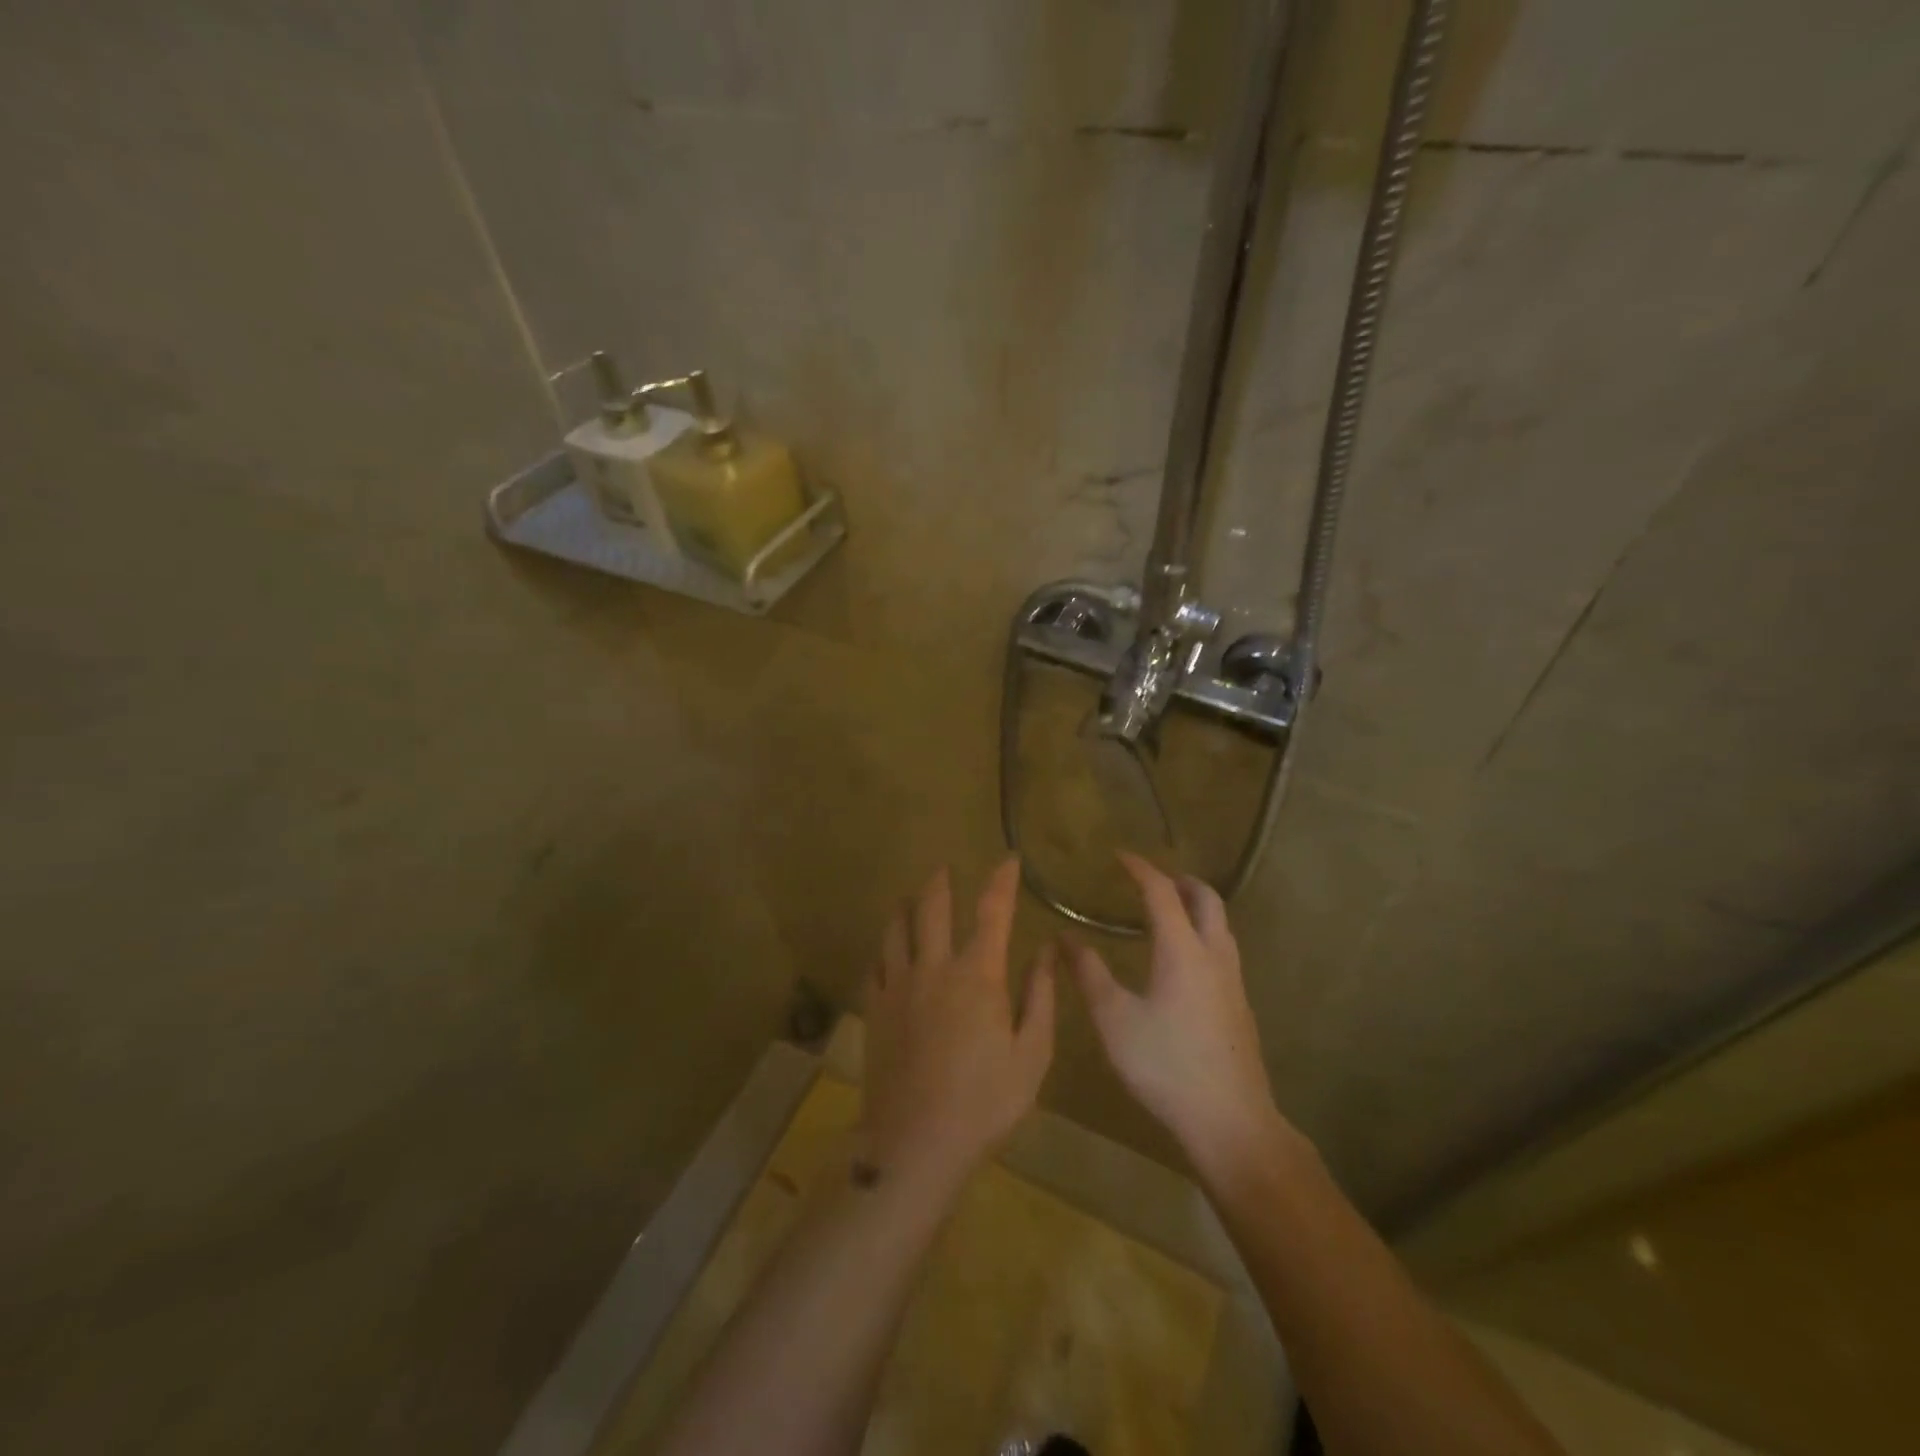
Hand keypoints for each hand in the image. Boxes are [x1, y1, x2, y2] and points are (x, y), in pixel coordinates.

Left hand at [862, 859, 1056, 1185]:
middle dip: (940, 882)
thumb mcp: (1032, 1054)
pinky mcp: (874, 1008)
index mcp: (979, 975)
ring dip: (904, 906)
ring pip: (895, 929)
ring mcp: (898, 986)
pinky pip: (876, 963)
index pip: (992, 911)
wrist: (916, 1143)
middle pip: (932, 908)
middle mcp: (934, 967)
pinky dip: (884, 948)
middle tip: (943, 869)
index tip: (1009, 860)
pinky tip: (887, 951)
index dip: (1002, 881)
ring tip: (909, 898)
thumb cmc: (985, 1102)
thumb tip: (1045, 951)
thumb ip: (1040, 996)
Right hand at [1070, 853, 1292, 1185]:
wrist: (1230, 1122)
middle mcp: (1214, 955)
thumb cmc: (1165, 1065)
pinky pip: (1222, 949)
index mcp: (1182, 950)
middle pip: (1207, 899)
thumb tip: (1066, 937)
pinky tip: (1180, 961)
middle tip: (1150, 880)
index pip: (1162, 892)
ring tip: (1164, 913)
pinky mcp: (1240, 1005)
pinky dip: (1201, 933)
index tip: (1120, 856)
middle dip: (1180, 881)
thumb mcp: (1114, 1019)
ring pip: (1220, 925)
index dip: (1141, 869)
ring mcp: (1233, 981)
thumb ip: (1088, 974)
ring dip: (1195, 907)